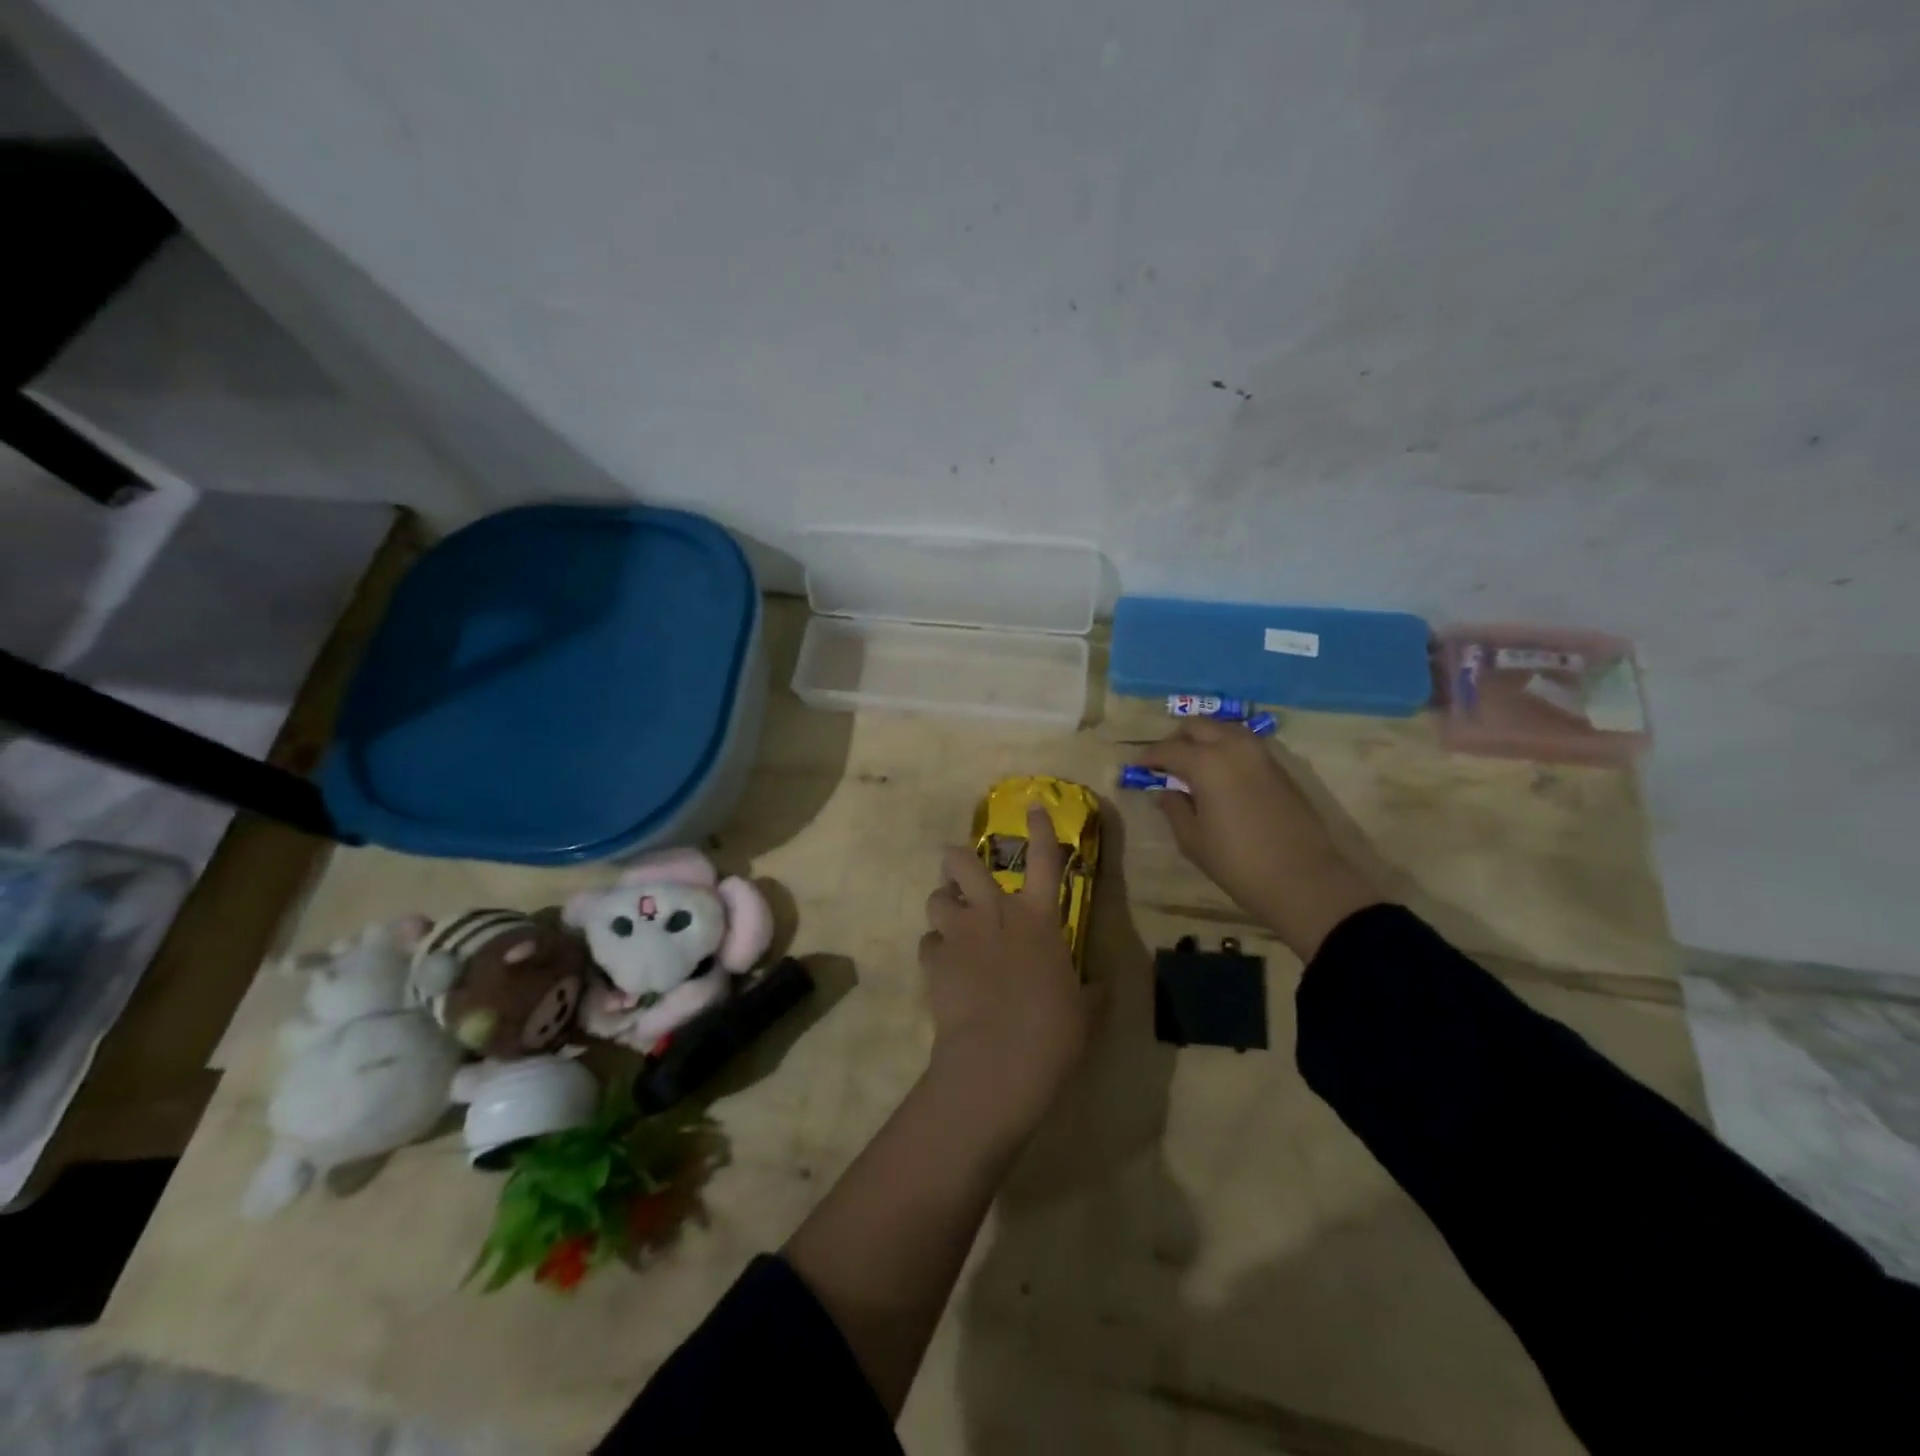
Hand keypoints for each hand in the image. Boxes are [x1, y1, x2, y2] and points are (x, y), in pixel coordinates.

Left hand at [919, 805, 1100, 1142]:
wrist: (998, 1060)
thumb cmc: (1052, 1031)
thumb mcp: (1086, 1012)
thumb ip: (1091, 992)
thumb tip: (1099, 987)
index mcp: (1037, 918)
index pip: (1044, 859)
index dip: (1039, 828)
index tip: (1032, 807)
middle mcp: (994, 913)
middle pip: (962, 862)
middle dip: (958, 859)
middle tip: (961, 872)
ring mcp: (959, 934)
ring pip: (936, 897)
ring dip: (943, 904)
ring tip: (951, 921)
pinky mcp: (933, 960)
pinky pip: (927, 943)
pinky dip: (935, 950)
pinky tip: (944, 967)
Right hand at [1136, 719, 1378, 957]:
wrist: (1303, 879)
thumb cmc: (1238, 863)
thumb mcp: (1193, 840)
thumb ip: (1175, 808)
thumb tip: (1165, 791)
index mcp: (1206, 763)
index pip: (1168, 749)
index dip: (1148, 758)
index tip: (1136, 768)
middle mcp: (1233, 747)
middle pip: (1198, 726)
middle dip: (1176, 739)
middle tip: (1164, 763)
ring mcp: (1261, 754)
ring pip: (1224, 728)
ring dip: (1204, 739)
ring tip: (1191, 764)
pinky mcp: (1279, 767)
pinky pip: (1244, 744)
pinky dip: (1225, 748)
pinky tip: (1219, 772)